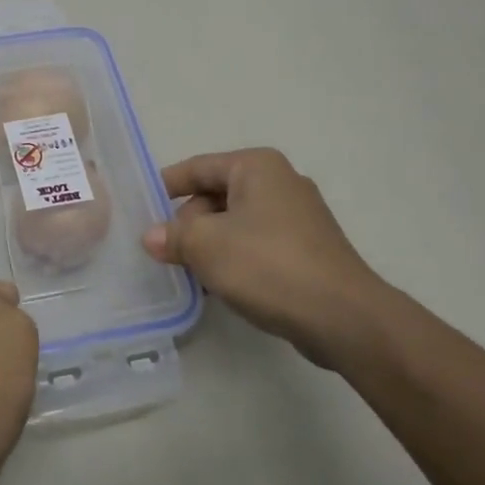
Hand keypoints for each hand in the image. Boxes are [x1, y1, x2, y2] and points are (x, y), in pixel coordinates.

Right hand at [143, 148, 386, 368]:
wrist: (344, 318)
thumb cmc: (269, 265)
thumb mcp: (207, 246)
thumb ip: (174, 236)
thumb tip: (152, 237)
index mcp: (256, 167)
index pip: (197, 167)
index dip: (166, 186)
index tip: (140, 206)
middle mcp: (280, 182)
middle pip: (217, 195)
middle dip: (189, 223)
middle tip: (166, 252)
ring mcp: (299, 216)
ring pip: (237, 223)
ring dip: (211, 245)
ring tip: (189, 273)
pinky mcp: (309, 249)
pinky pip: (258, 245)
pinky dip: (237, 259)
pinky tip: (222, 287)